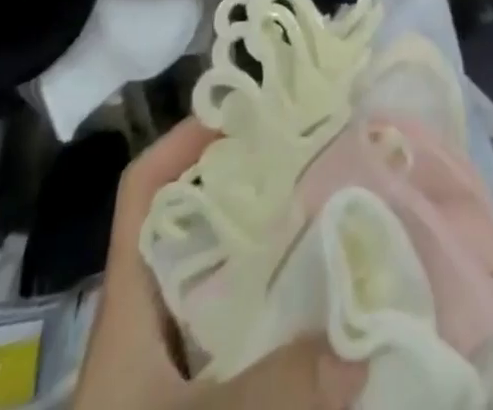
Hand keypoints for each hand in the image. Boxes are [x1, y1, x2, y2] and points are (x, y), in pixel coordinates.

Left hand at [79, 118, 368, 409]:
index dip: (184, 142)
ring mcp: (183, 362)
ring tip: (338, 214)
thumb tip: (360, 344)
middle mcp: (158, 320)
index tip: (246, 111)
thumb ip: (272, 393)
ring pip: (232, 281)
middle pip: (200, 226)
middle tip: (317, 155)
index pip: (144, 193)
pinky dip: (290, 315)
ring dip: (280, 250)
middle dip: (254, 186)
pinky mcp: (215, 390)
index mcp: (132, 306)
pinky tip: (335, 312)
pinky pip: (256, 336)